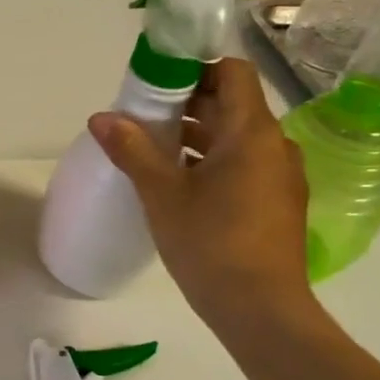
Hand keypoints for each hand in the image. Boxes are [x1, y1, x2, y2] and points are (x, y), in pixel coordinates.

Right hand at [89, 57, 315, 329]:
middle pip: (231, 103)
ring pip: (235, 136)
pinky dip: (210, 160)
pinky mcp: (276, 202)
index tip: (155, 83)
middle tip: (141, 116)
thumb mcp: (162, 194)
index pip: (233, 72)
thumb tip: (100, 117)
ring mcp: (279, 176)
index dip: (195, 68)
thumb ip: (132, 150)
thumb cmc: (211, 244)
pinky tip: (176, 181)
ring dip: (196, 134)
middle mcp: (274, 146)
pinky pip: (242, 163)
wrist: (261, 311)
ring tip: (150, 148)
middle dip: (186, 103)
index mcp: (252, 134)